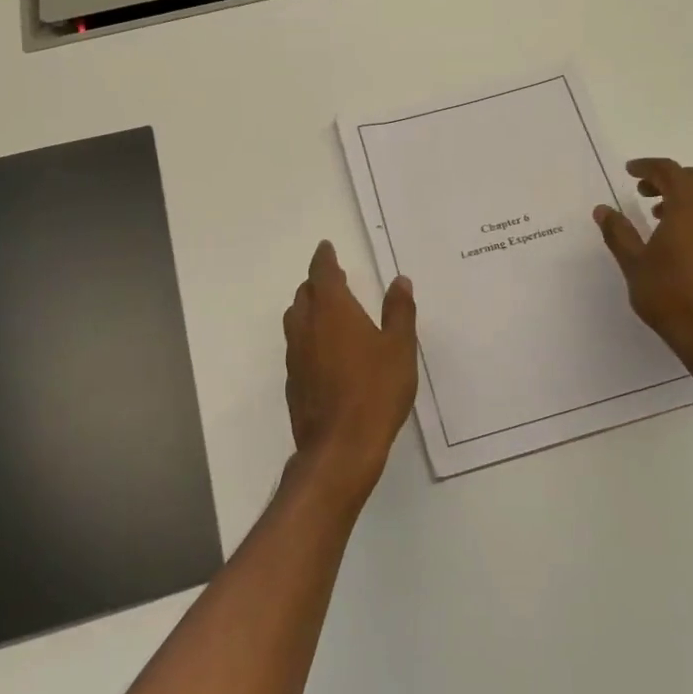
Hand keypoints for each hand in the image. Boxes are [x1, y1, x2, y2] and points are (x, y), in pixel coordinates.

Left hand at [282, 241, 417, 507]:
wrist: (340, 446)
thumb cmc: (376, 390)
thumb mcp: (399, 347)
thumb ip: (399, 311)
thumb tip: (399, 280)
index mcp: (333, 311)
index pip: (322, 273)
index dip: (324, 258)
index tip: (326, 248)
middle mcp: (307, 327)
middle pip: (305, 294)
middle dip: (317, 283)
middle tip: (333, 279)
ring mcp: (295, 355)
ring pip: (296, 319)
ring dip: (308, 308)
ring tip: (327, 311)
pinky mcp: (293, 380)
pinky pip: (297, 346)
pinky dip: (308, 336)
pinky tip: (324, 351)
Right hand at [594, 158, 692, 360]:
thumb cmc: (669, 294)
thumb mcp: (634, 263)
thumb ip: (618, 232)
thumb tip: (602, 209)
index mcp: (688, 207)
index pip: (669, 171)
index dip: (648, 166)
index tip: (630, 171)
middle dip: (668, 178)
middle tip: (644, 192)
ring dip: (685, 197)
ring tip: (659, 216)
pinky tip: (682, 241)